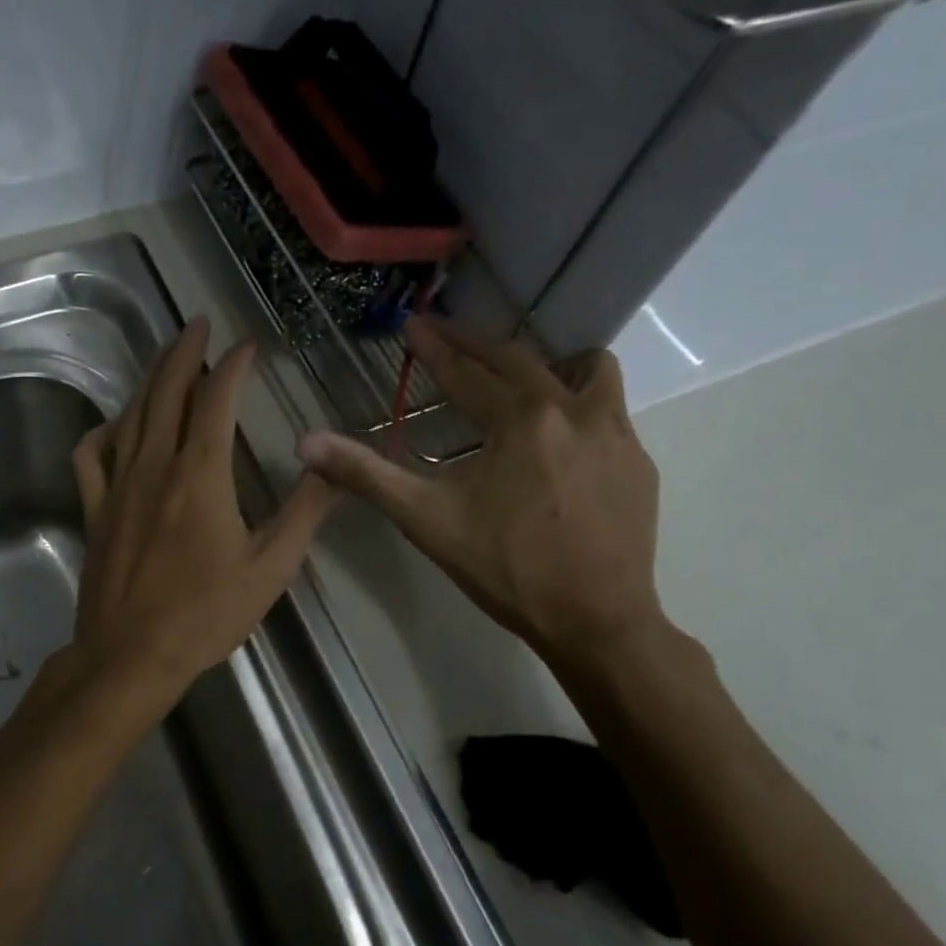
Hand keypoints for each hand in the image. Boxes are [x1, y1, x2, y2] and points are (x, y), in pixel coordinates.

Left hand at [68, 318, 337, 706]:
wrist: (130, 655)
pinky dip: (104, 430)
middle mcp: (155, 466)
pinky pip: (91, 455)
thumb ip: (305, 511)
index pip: (216, 401)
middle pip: (167, 393)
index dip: (233, 365)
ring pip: (131, 415)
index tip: (248, 344)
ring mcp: (118, 485)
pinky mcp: (95, 509)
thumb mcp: (270, 568)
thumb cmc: (204, 615)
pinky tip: (116, 424)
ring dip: (151, 380)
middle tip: (198, 324)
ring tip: (168, 359)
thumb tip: (334, 463)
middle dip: (185, 352)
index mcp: (200, 475)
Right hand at [298, 316, 665, 665]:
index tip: (413, 324)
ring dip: (550, 365)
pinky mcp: (639, 463)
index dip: (434, 348)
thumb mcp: (426, 520)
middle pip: (520, 360)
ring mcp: (616, 434)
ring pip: (588, 370)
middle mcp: (572, 411)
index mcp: (519, 421)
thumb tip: (306, 443)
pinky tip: (563, 442)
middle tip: (448, 335)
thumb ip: (366, 475)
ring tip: (524, 382)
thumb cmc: (506, 569)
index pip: (465, 373)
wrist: (596, 621)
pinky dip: (581, 407)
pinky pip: (611, 411)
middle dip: (477, 344)